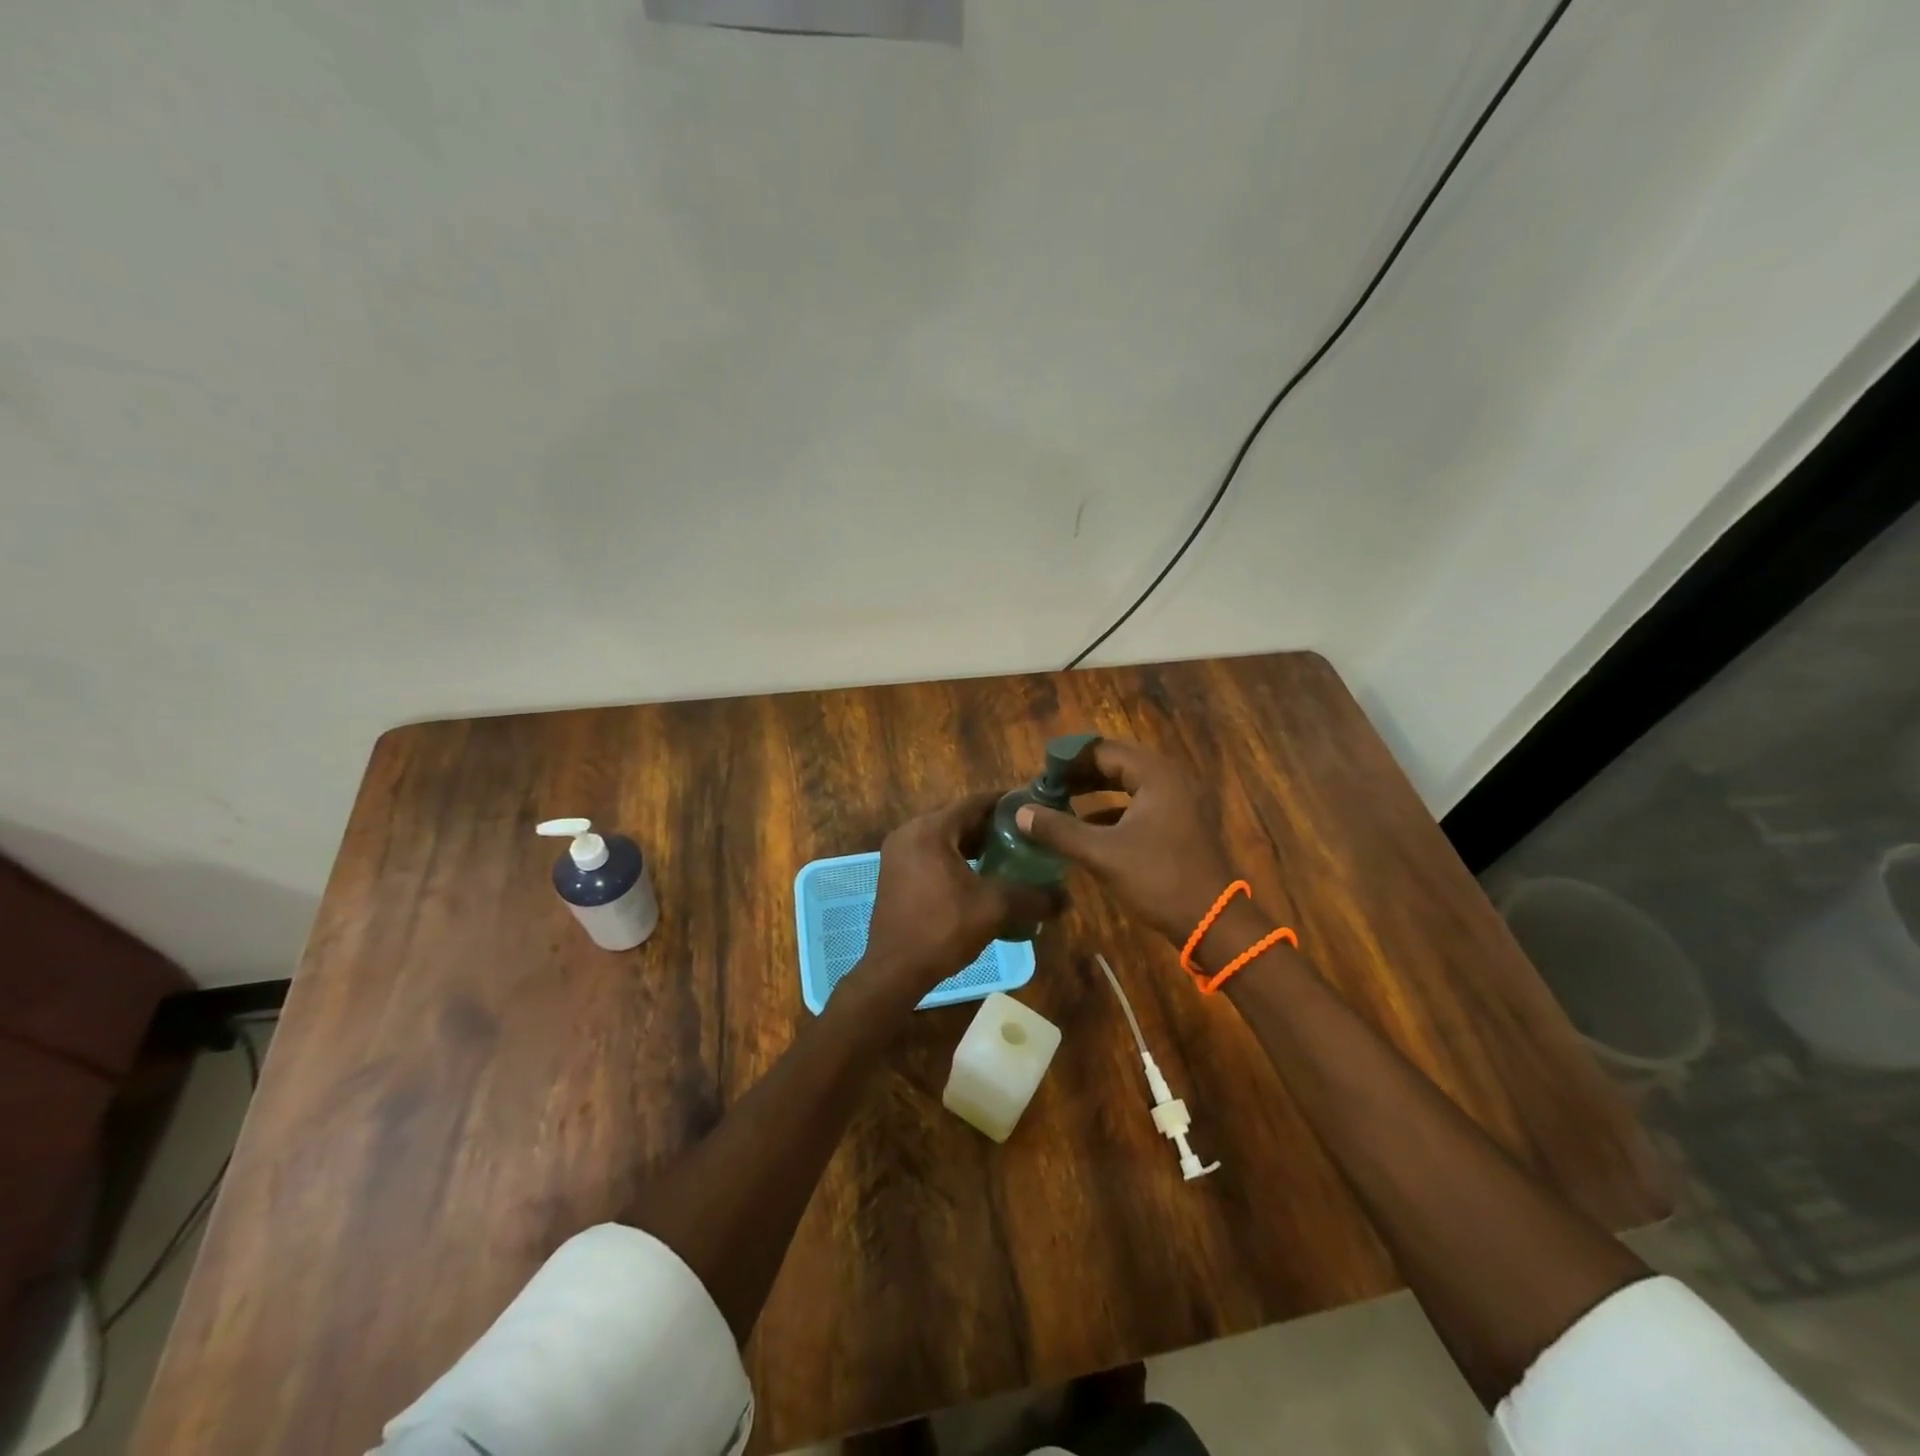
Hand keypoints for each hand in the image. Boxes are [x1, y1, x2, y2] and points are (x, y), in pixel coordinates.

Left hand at [860, 792, 1057, 992]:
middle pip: (959, 818)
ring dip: (975, 844)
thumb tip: (1067, 898)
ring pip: (945, 837)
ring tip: (1010, 854)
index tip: (1034, 807)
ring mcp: (898, 854)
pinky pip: (932, 853)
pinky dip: (957, 858)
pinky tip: (982, 875)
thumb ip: (1032, 897)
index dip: (1006, 803)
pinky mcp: (896, 874)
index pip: (974, 802)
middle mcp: (909, 833)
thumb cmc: (942, 930)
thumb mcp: (994, 909)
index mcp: (930, 830)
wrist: (894, 971)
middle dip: (993, 826)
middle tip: (1027, 834)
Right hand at [1014, 739, 1244, 952]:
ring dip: (1094, 791)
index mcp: (1155, 774)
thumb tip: (1021, 812)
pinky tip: (1087, 826)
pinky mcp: (1180, 823)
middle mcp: (1170, 778)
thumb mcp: (1102, 854)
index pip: (1103, 751)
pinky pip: (1140, 803)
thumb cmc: (1159, 879)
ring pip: (1128, 784)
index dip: (1068, 759)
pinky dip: (1112, 809)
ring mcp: (1179, 801)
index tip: (1040, 772)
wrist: (1214, 922)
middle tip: (1046, 787)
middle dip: (1079, 774)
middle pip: (1116, 763)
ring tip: (1060, 802)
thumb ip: (1059, 830)